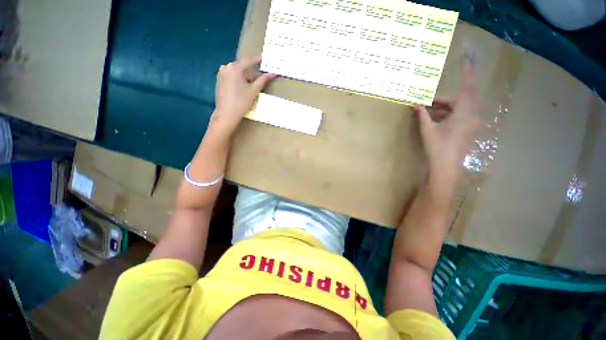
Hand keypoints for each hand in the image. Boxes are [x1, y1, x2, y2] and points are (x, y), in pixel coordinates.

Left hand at [211, 56, 276, 134]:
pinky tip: (243, 89)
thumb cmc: (241, 102)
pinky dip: (239, 80)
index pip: (249, 61)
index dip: (257, 60)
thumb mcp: (254, 91)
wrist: (227, 114)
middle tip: (260, 78)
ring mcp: (221, 73)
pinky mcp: (219, 80)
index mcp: (234, 67)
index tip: (264, 59)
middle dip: (251, 73)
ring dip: (245, 77)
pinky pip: (232, 76)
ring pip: (237, 72)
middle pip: (242, 67)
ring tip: (252, 87)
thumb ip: (263, 80)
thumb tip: (273, 73)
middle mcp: (226, 67)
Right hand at [414, 60, 480, 183]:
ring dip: (446, 107)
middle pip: (460, 99)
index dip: (467, 75)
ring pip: (460, 108)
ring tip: (429, 110)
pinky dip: (449, 114)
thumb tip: (415, 104)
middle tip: (428, 102)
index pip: (466, 89)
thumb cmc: (437, 146)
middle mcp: (471, 116)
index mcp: (463, 113)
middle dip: (445, 98)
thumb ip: (422, 115)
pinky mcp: (467, 130)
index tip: (467, 61)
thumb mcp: (428, 129)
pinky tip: (437, 119)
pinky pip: (460, 116)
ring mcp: (470, 124)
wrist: (446, 165)